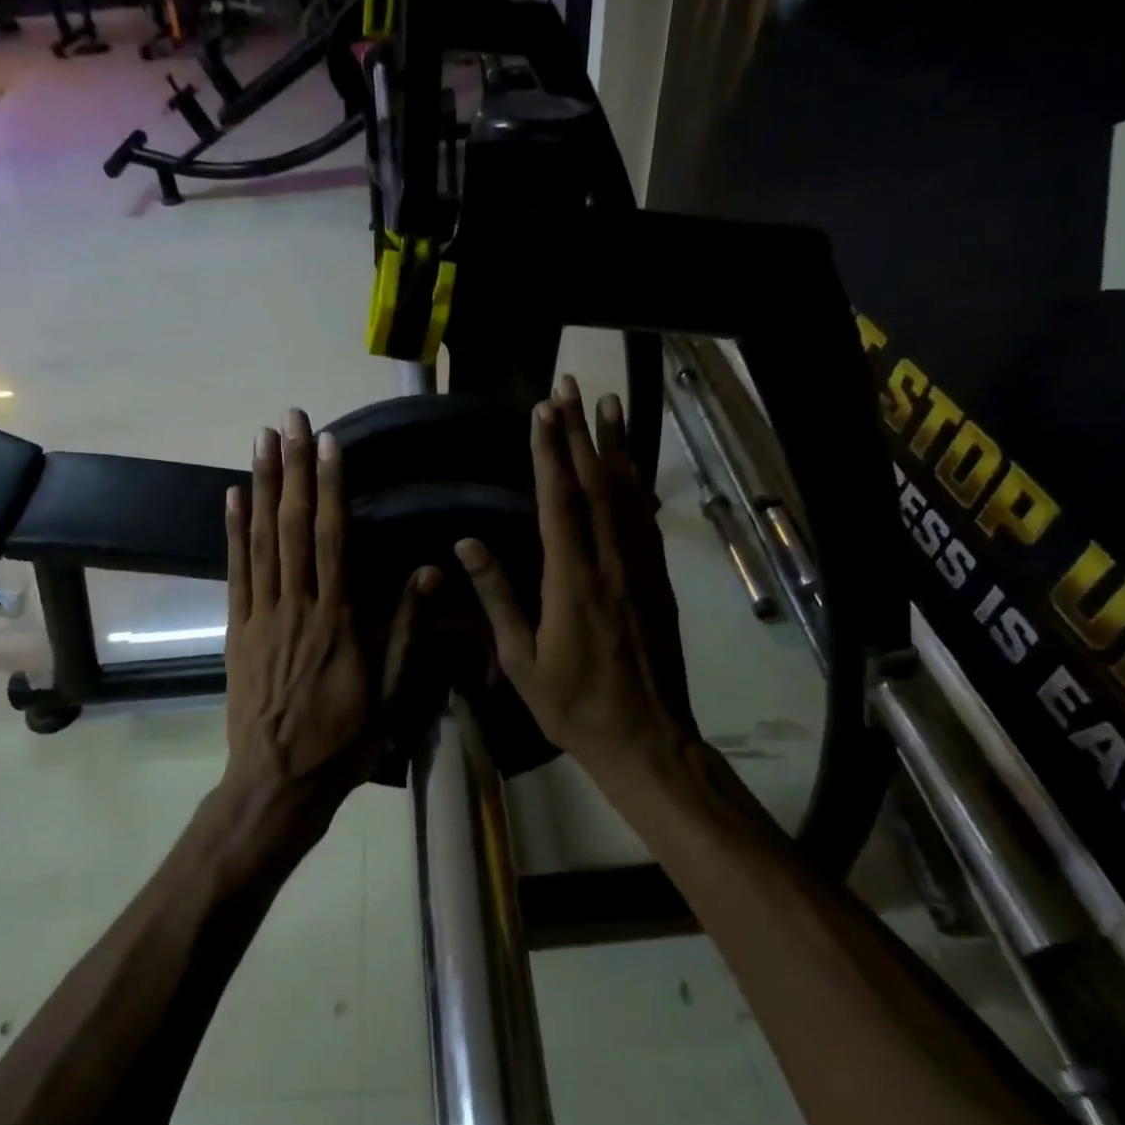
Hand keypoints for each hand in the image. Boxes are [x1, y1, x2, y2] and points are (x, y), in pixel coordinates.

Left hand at [224, 409, 438, 840]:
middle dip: (293, 469)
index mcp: (337, 619)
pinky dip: (232, 532)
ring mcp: (260, 616)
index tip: (327, 444)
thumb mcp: (390, 693)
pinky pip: (234, 572)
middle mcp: (296, 606)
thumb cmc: (343, 740)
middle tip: (289, 420)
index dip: (330, 488)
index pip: (333, 539)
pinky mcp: (236, 630)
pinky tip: (232, 496)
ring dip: (262, 487)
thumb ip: (405, 629)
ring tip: (261, 441)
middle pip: (293, 527)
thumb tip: (426, 571)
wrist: (277, 782)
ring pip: (260, 540)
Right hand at [456, 377, 697, 782]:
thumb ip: (497, 597)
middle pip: (596, 484)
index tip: (542, 410)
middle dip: (580, 432)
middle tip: (571, 386)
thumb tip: (467, 543)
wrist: (647, 738)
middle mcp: (611, 562)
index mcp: (573, 580)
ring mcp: (640, 569)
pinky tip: (632, 466)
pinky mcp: (657, 580)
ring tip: (609, 404)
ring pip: (627, 494)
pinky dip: (637, 484)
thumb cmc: (574, 705)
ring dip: (616, 446)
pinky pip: (645, 520)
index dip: (550, 452)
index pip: (559, 501)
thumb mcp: (520, 660)